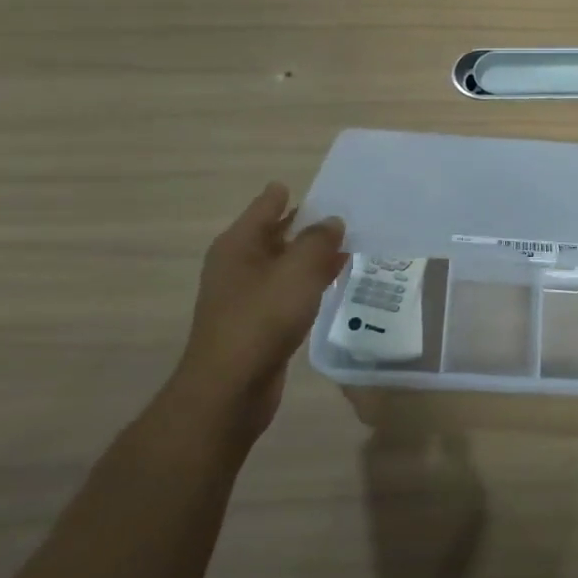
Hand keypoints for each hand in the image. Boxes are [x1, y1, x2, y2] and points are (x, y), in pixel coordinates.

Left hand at [177, 183, 345, 446]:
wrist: (230, 389)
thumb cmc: (261, 319)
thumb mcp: (297, 272)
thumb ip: (318, 241)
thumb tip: (332, 222)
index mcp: (238, 244)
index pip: (267, 205)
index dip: (290, 194)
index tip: (322, 188)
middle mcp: (238, 264)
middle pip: (275, 234)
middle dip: (306, 225)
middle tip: (345, 215)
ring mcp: (246, 296)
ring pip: (284, 265)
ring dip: (310, 256)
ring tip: (347, 246)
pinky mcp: (258, 323)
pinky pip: (287, 291)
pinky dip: (308, 283)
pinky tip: (333, 283)